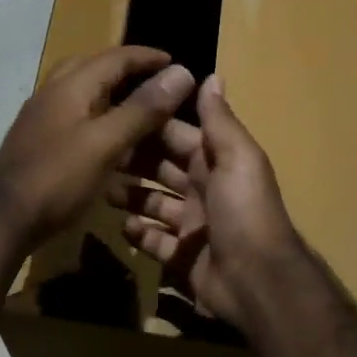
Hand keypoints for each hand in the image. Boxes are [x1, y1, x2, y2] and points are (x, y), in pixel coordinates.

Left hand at [0, 47, 196, 247]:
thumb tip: (181, 72)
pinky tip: (110, 142)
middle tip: (155, 83)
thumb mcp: (105, 143)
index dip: (147, 57)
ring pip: (81, 95)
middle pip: (92, 69)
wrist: (2, 220)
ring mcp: (41, 120)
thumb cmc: (57, 179)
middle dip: (125, 70)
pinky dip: (97, 120)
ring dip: (110, 95)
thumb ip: (142, 109)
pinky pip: (74, 119)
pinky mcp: (38, 144)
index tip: (177, 62)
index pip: (114, 57)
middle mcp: (52, 95)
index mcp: (70, 86)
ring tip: (139, 111)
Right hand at [108, 74, 319, 340]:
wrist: (257, 281)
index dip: (151, 124)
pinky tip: (125, 227)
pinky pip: (153, 240)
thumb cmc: (244, 212)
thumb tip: (212, 75)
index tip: (117, 111)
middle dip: (133, 159)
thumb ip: (219, 120)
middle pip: (161, 168)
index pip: (177, 136)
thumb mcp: (237, 158)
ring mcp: (191, 226)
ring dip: (130, 195)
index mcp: (215, 163)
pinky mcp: (180, 257)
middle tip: (99, 152)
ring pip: (153, 203)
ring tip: (103, 189)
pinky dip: (138, 233)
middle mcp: (202, 190)